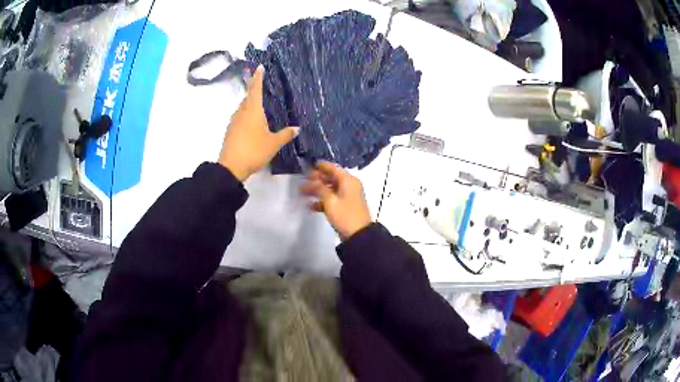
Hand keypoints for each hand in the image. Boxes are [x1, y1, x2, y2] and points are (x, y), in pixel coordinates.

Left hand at [218, 65, 298, 180]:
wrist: (231, 167)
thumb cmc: (253, 151)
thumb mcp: (273, 143)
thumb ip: (285, 134)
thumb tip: (297, 128)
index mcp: (253, 110)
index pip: (255, 89)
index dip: (258, 77)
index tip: (259, 67)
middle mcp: (241, 112)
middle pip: (247, 97)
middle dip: (254, 90)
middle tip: (262, 87)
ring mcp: (234, 122)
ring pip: (242, 107)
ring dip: (249, 104)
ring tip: (259, 106)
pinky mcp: (230, 131)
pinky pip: (239, 117)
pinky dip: (246, 115)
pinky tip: (252, 123)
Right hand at [301, 161, 371, 239]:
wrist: (358, 234)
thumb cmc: (345, 215)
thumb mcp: (330, 201)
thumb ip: (320, 188)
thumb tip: (312, 181)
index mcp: (348, 181)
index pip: (333, 168)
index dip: (321, 166)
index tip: (309, 165)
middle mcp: (349, 186)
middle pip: (331, 178)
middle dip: (317, 179)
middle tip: (303, 179)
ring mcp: (347, 196)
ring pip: (330, 189)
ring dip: (317, 190)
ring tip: (303, 192)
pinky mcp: (345, 206)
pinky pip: (332, 199)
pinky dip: (322, 200)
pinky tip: (311, 205)